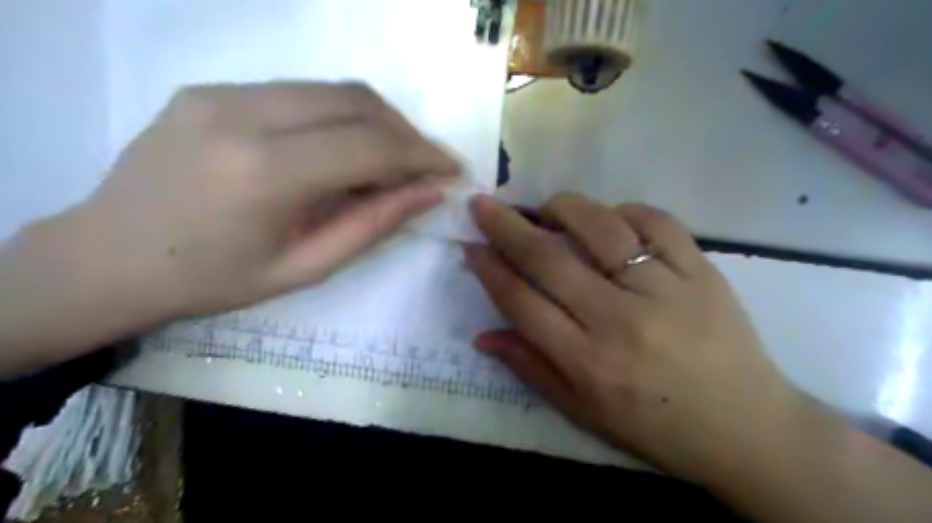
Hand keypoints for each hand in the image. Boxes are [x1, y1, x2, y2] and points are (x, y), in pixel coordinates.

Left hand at [1, 83, 456, 374]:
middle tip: (425, 167)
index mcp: (265, 173)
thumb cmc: (214, 280)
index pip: (370, 145)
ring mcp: (222, 93)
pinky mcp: (212, 89)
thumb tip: (429, 193)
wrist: (110, 257)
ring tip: (392, 161)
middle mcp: (243, 115)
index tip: (453, 170)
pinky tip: (343, 149)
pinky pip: (300, 94)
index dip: (422, 154)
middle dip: (405, 133)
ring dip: (376, 121)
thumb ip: (372, 225)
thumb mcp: (306, 267)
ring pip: (332, 90)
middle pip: (357, 102)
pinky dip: (339, 117)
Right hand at [466, 192, 809, 485]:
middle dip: (506, 227)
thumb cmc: (656, 426)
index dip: (490, 269)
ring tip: (548, 208)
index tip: (471, 245)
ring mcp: (666, 291)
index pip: (522, 303)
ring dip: (564, 208)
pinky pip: (657, 223)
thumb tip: (482, 336)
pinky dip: (626, 211)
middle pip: (549, 260)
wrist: (747, 429)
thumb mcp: (584, 412)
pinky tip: (611, 219)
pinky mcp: (703, 272)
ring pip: (602, 229)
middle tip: (484, 204)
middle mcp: (620, 321)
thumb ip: (531, 368)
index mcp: (588, 362)